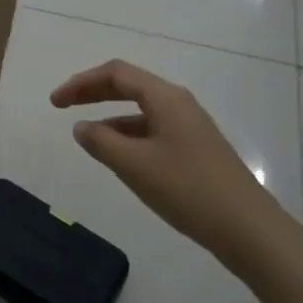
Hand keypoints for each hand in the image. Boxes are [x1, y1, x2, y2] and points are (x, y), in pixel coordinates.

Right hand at [50, 59, 280, 262]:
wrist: (247, 228)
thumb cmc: (187, 189)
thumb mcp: (133, 165)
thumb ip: (100, 141)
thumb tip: (81, 127)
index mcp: (165, 98)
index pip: (116, 74)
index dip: (81, 82)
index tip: (55, 102)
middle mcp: (179, 104)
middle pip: (129, 86)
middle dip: (92, 92)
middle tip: (62, 106)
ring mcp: (190, 127)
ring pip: (141, 110)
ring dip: (110, 115)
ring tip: (85, 136)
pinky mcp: (195, 149)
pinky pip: (153, 130)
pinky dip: (128, 134)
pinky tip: (118, 156)